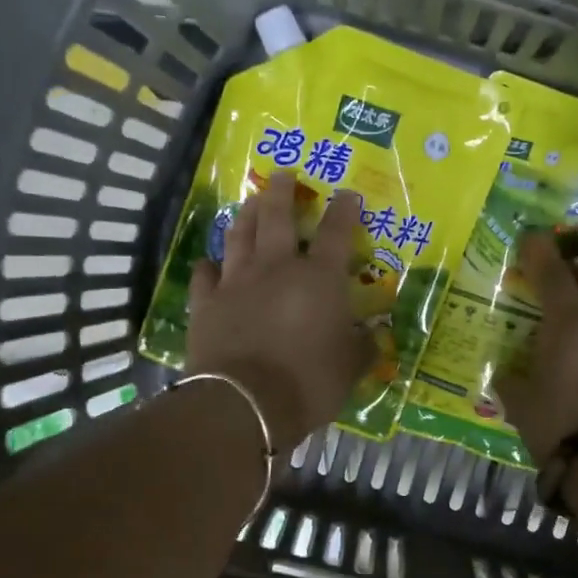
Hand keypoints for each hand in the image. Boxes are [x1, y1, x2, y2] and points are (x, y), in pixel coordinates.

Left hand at [187, 172, 373, 452]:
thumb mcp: (350, 369)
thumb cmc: (308, 383)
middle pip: (278, 217)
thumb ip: (362, 347)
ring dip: (247, 215)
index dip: (344, 210)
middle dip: (283, 192)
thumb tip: (373, 335)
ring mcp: (237, 282)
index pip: (336, 233)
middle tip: (284, 173)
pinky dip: (208, 266)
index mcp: (319, 279)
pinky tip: (209, 262)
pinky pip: (204, 275)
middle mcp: (277, 268)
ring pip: (240, 235)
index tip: (348, 193)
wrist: (244, 403)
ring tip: (251, 201)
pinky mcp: (206, 303)